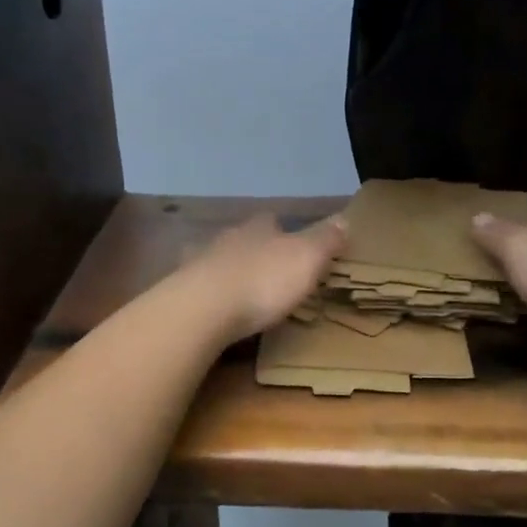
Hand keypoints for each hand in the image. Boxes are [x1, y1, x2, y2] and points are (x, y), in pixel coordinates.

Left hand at [182, 213, 346, 342]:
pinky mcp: (183, 289)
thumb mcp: (307, 258)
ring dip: (231, 269)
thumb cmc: (263, 280)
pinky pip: (199, 285)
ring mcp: (200, 262)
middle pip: (245, 237)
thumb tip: (344, 218)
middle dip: (256, 249)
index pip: (273, 220)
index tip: (295, 243)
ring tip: (244, 290)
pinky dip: (209, 292)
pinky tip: (214, 305)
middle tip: (272, 269)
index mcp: (259, 228)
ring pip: (219, 258)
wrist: (203, 308)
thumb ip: (325, 239)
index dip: (285, 230)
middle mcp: (228, 237)